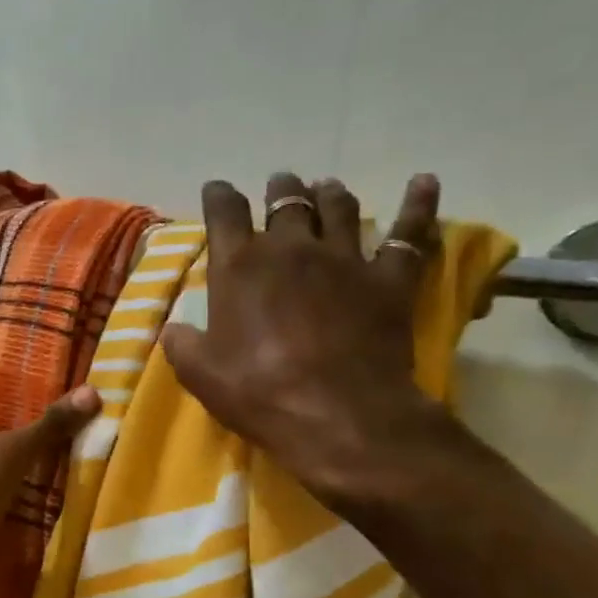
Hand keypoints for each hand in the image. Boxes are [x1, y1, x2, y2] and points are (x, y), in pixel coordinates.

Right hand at [161, 173, 448, 508]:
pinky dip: (418, 205)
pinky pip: (409, 234)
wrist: (336, 415)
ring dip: (330, 194)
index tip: (216, 190)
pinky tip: (424, 182)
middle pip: (286, 201)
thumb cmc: (258, 392)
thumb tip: (173, 330)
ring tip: (326, 187)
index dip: (219, 196)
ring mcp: (345, 259)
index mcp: (240, 267)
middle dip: (280, 189)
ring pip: (339, 209)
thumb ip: (182, 345)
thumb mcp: (200, 374)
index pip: (224, 213)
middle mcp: (291, 249)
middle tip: (280, 185)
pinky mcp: (388, 280)